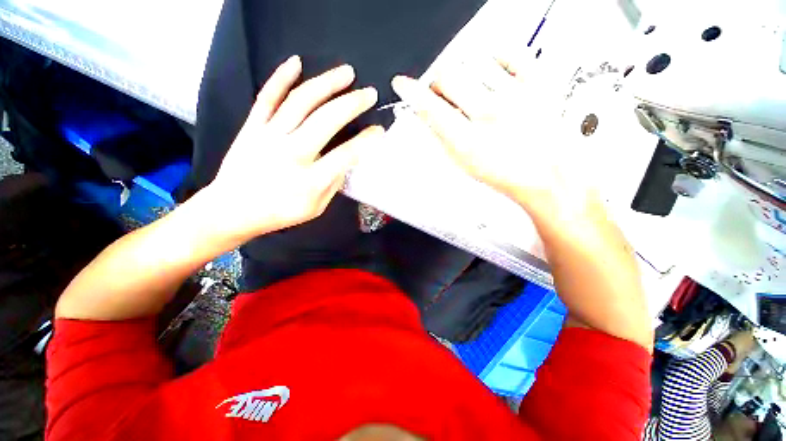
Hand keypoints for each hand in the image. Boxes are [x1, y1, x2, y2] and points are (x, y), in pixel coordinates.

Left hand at [207, 55, 382, 238]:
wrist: (232, 210)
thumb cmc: (279, 213)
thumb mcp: (316, 208)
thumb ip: (333, 184)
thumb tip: (346, 162)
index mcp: (311, 180)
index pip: (346, 154)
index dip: (366, 140)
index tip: (379, 130)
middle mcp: (292, 153)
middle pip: (327, 120)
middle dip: (353, 103)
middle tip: (369, 93)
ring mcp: (269, 136)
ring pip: (301, 102)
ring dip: (327, 83)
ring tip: (347, 73)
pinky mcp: (252, 127)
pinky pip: (267, 97)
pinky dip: (281, 77)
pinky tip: (296, 62)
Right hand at [391, 56, 595, 226]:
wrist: (547, 173)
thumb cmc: (505, 173)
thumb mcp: (464, 163)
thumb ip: (442, 137)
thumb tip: (425, 115)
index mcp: (468, 141)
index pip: (429, 107)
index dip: (411, 92)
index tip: (402, 83)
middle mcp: (490, 115)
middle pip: (448, 75)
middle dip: (438, 81)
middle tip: (443, 91)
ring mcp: (515, 95)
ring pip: (473, 61)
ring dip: (465, 73)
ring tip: (474, 90)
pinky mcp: (538, 82)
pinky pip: (509, 52)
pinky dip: (495, 57)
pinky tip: (493, 72)